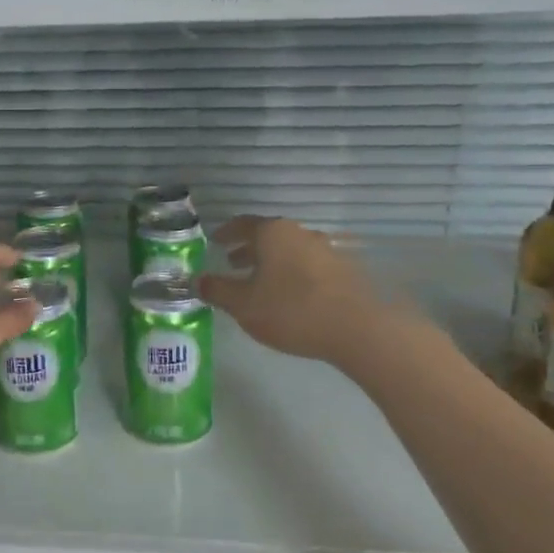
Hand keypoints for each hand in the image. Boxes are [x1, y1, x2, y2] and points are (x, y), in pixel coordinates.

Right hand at [197, 216, 384, 363]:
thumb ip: (217, 290)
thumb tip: (197, 280)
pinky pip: (309, 265)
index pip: (242, 224)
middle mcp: (300, 233)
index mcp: (273, 233)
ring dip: (272, 262)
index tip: (215, 242)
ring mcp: (326, 249)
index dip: (226, 233)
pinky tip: (290, 294)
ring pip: (290, 250)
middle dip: (249, 249)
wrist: (357, 328)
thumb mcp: (243, 304)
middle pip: (268, 236)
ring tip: (260, 282)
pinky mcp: (345, 270)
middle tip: (233, 263)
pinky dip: (293, 273)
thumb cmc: (290, 310)